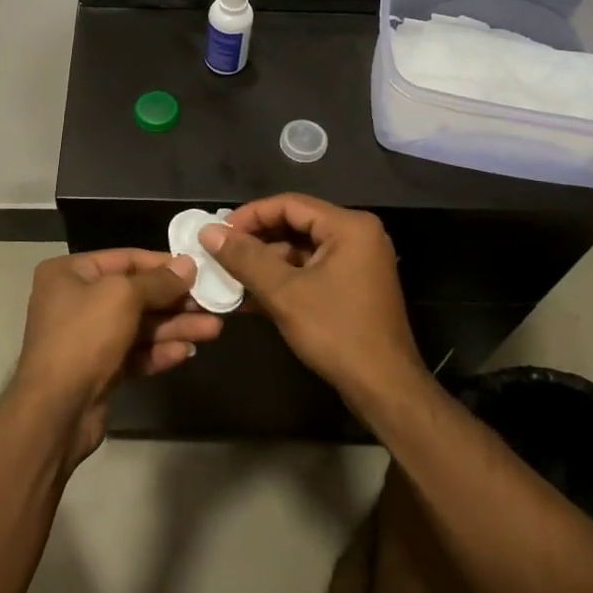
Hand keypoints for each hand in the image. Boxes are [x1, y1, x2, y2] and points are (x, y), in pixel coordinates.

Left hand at [13, 249, 224, 463]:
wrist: (55, 411)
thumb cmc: (84, 337)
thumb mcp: (123, 296)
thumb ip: (158, 281)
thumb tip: (187, 265)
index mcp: (70, 273)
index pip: (125, 259)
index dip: (163, 264)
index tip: (198, 269)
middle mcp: (75, 301)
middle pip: (135, 294)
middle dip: (174, 300)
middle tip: (212, 303)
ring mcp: (86, 338)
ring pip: (139, 326)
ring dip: (174, 327)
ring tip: (213, 329)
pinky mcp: (98, 370)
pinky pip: (134, 353)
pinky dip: (159, 351)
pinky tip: (186, 352)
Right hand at [199, 194, 426, 409]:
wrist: (384, 388)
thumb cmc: (336, 332)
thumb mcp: (284, 292)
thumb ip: (245, 258)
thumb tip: (208, 232)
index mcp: (349, 227)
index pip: (289, 204)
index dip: (249, 216)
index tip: (217, 233)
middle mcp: (358, 236)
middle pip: (296, 224)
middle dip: (256, 240)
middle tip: (220, 253)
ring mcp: (358, 263)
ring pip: (301, 250)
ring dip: (266, 263)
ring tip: (229, 277)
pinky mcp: (353, 287)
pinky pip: (311, 271)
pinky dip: (283, 280)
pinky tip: (250, 297)